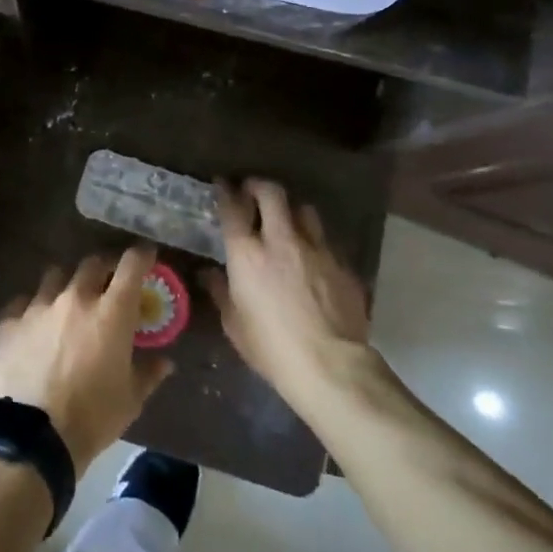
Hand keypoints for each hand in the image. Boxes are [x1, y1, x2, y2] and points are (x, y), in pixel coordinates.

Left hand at [0, 245, 175, 468]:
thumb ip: (149, 373)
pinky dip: (31, 309)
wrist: (34, 437)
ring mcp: (38, 306)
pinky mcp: (9, 322)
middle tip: (107, 285)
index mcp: (111, 312)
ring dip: (66, 285)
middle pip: (92, 264)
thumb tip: (165, 362)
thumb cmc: (93, 417)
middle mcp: (75, 297)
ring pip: (55, 277)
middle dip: (103, 269)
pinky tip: (33, 327)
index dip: (141, 256)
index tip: (146, 256)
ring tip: (66, 303)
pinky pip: (22, 303)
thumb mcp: (131, 399)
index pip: (131, 266)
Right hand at [204, 179, 373, 409]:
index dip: (226, 191)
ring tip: (288, 222)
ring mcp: (317, 249)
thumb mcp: (234, 324)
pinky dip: (315, 243)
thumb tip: (209, 273)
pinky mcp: (343, 265)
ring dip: (292, 211)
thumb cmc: (271, 348)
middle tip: (253, 193)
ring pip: (305, 210)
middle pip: (272, 193)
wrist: (331, 367)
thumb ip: (220, 291)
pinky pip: (326, 242)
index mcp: (247, 253)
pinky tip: (313, 260)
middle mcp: (281, 240)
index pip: (232, 207)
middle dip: (260, 186)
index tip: (223, 184)